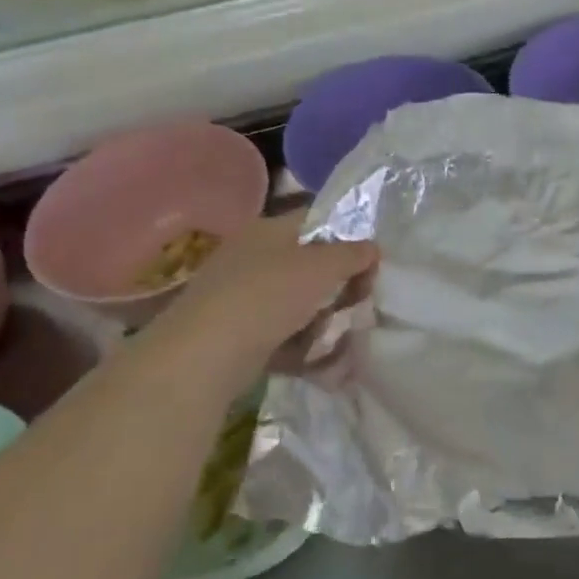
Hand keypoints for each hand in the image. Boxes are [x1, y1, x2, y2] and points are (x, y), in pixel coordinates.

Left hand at [133, 214, 375, 394]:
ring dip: (324, 318)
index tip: (371, 263)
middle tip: (359, 302)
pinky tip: (320, 358)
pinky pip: (283, 332)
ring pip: (299, 301)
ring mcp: (243, 295)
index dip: (349, 237)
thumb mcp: (322, 267)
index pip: (317, 220)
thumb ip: (353, 254)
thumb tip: (372, 248)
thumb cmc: (268, 295)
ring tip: (340, 336)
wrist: (206, 354)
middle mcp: (254, 256)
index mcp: (269, 229)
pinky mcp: (239, 332)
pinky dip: (302, 344)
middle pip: (310, 264)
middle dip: (339, 285)